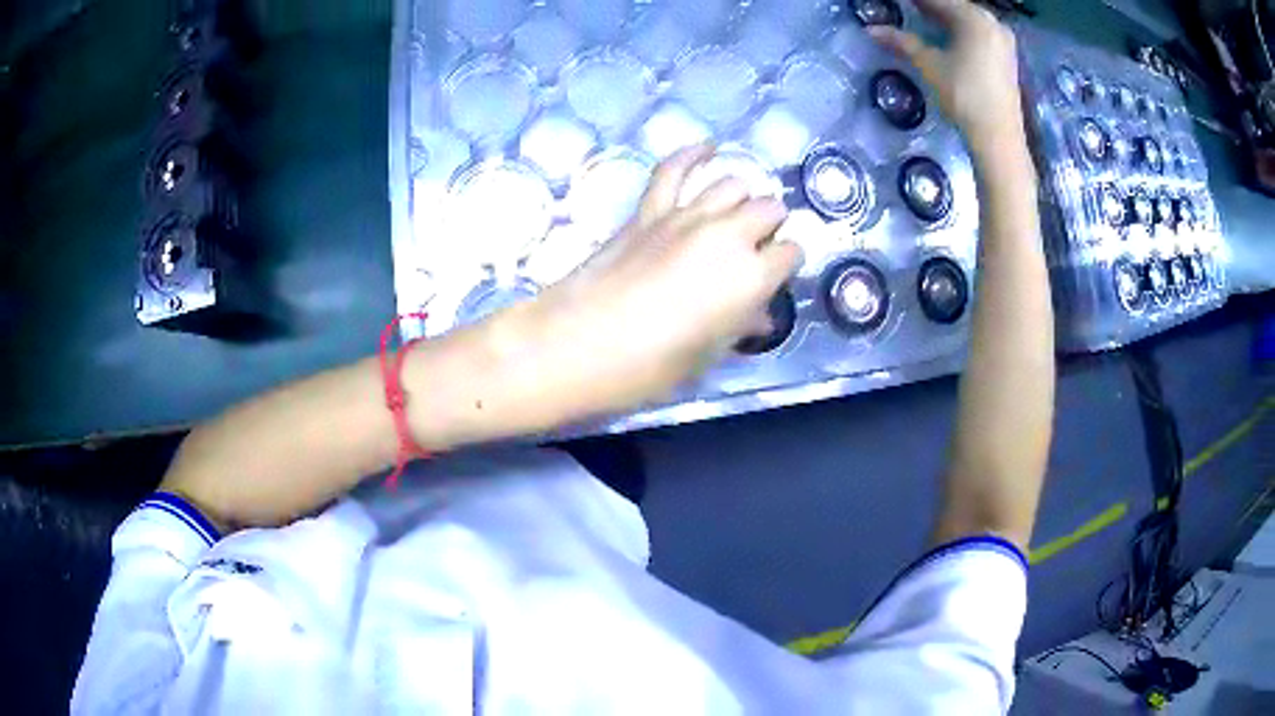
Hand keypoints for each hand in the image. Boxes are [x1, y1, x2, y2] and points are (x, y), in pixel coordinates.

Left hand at [496, 145, 801, 420]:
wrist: (582, 341)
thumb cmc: (652, 364)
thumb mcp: (708, 354)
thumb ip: (740, 327)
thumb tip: (758, 317)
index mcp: (751, 276)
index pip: (791, 253)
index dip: (785, 265)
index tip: (774, 277)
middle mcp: (728, 235)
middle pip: (769, 209)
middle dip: (771, 226)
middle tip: (757, 248)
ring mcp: (687, 216)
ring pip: (733, 184)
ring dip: (741, 198)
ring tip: (736, 214)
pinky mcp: (650, 210)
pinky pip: (673, 170)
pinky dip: (691, 155)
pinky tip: (706, 147)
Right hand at [869, 0, 1022, 152]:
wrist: (998, 137)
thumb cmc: (964, 96)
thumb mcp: (929, 65)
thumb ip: (902, 42)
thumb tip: (871, 30)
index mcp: (973, 18)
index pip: (938, 0)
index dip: (917, 1)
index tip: (902, 3)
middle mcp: (992, 22)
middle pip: (957, 6)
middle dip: (933, 6)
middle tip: (912, 8)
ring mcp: (1004, 40)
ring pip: (970, 18)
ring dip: (948, 16)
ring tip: (926, 18)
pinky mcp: (1008, 57)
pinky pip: (982, 32)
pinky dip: (963, 29)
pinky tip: (949, 34)